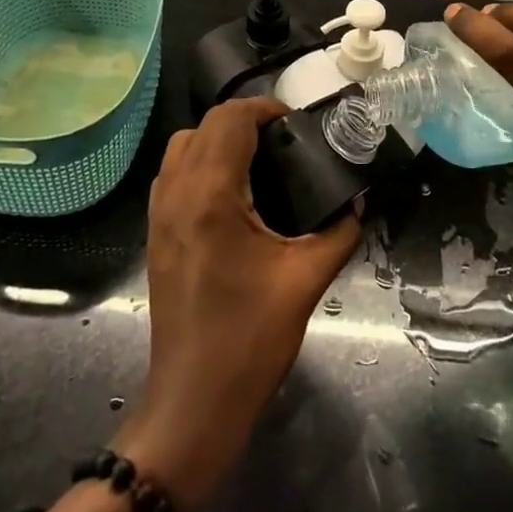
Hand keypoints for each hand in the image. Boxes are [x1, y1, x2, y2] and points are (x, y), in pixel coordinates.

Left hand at [116, 96, 361, 510]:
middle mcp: (177, 192)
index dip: (265, 109)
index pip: (231, 119)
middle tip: (283, 140)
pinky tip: (230, 192)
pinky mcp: (155, 233)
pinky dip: (199, 161)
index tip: (296, 124)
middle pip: (205, 124)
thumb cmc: (250, 339)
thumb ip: (338, 232)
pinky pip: (172, 173)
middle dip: (245, 120)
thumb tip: (357, 202)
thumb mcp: (306, 281)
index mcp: (212, 195)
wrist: (193, 402)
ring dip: (217, 138)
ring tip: (257, 160)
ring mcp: (159, 213)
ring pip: (182, 144)